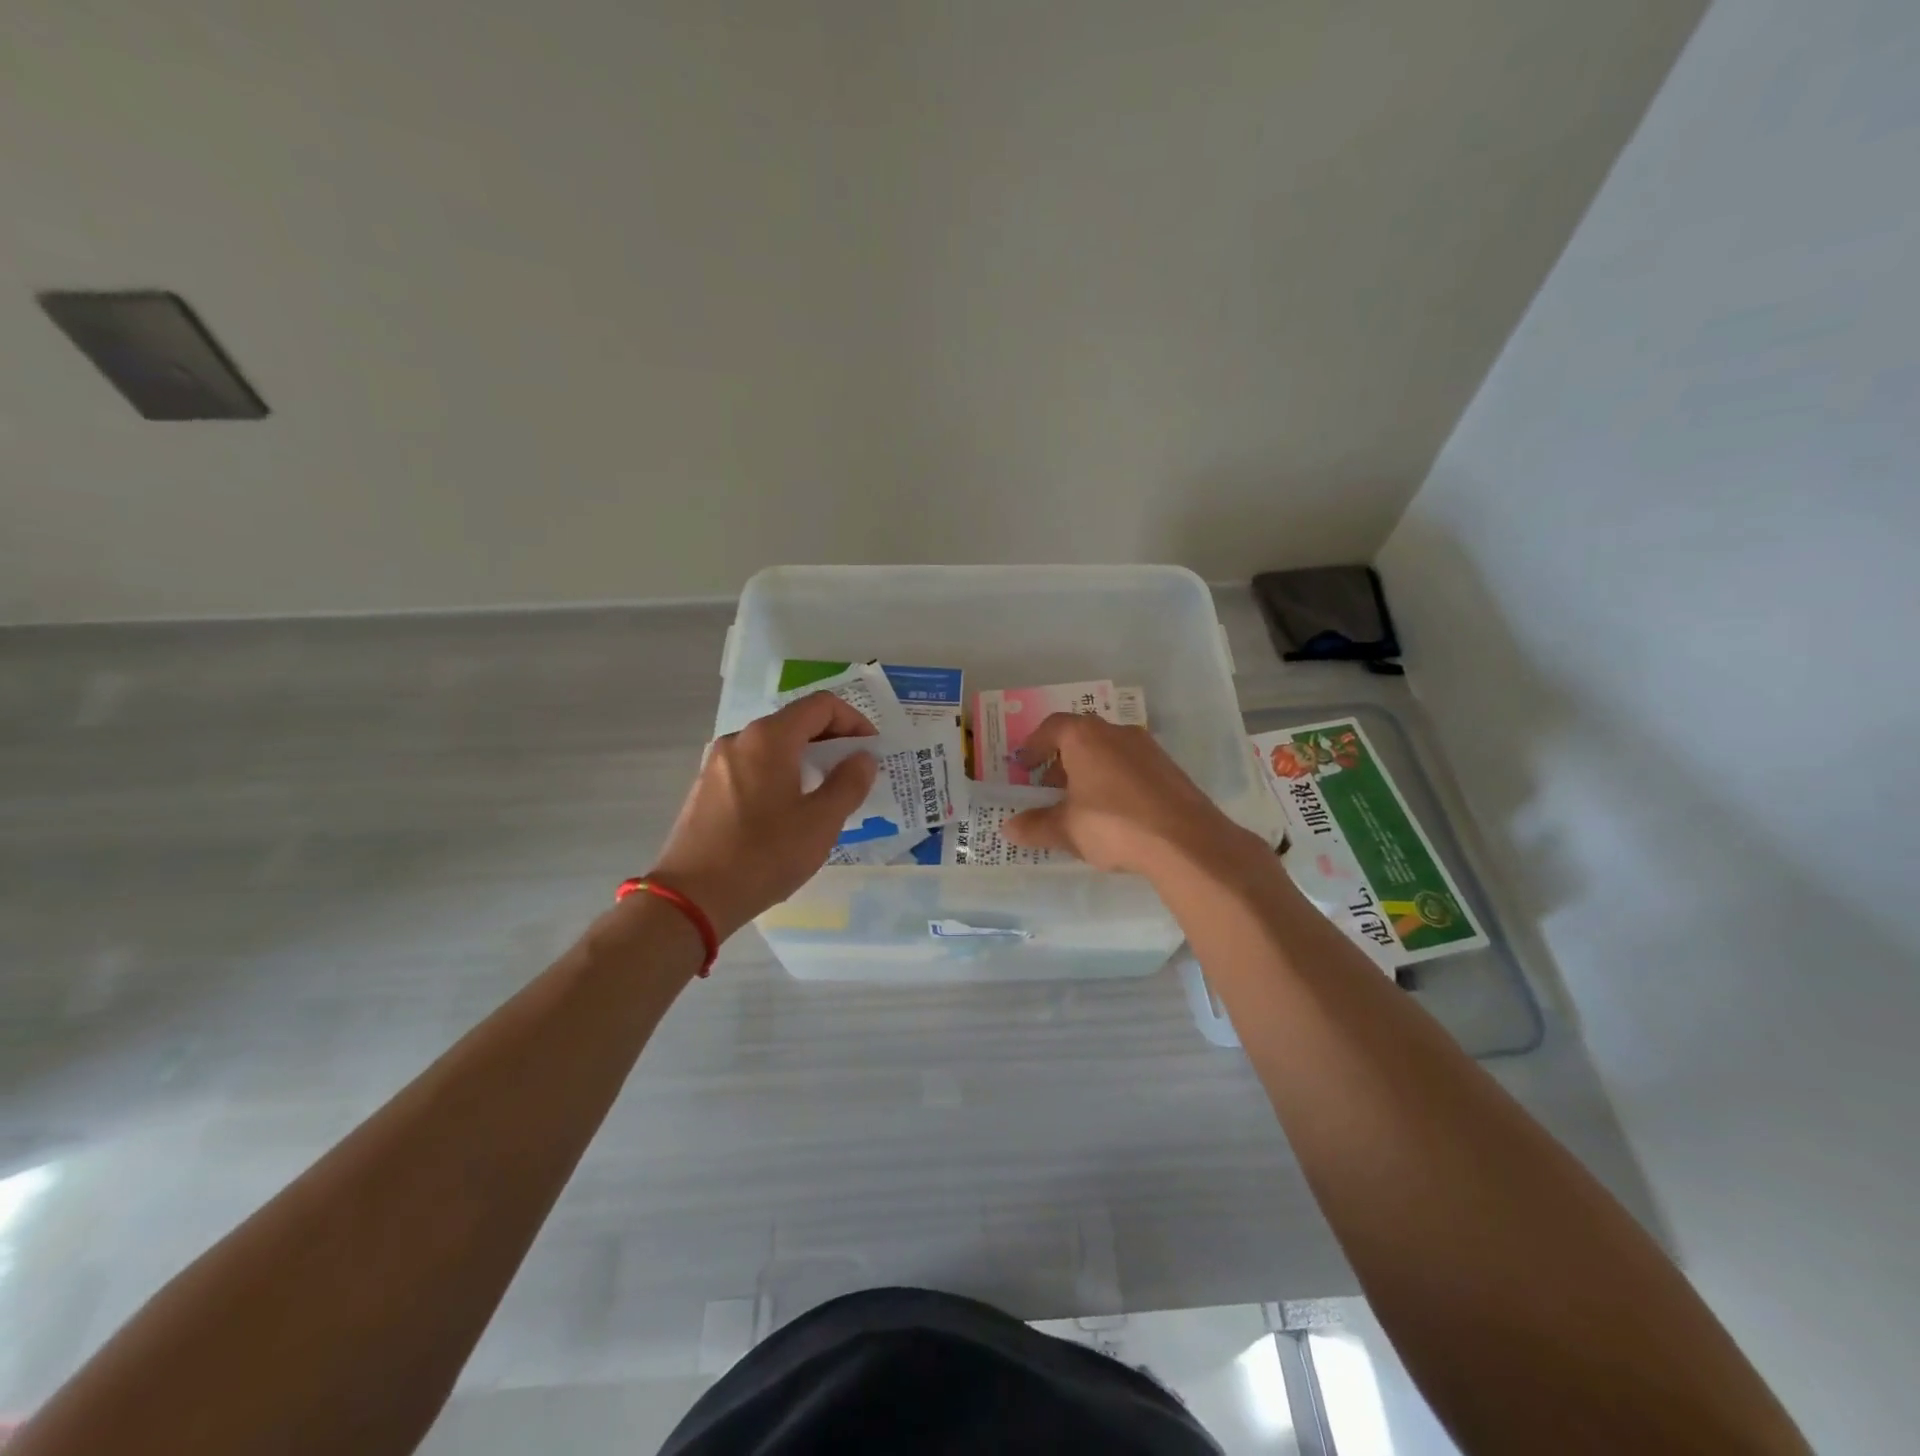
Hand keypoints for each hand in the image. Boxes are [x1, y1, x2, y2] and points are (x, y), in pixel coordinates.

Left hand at [648, 692, 878, 939]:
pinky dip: (779, 773)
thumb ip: (849, 783)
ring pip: (772, 745)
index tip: (871, 750)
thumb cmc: (764, 855)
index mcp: (770, 738)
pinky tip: (788, 809)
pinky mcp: (706, 788)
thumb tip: (863, 758)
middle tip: (854, 772)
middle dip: (831, 740)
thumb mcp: (821, 822)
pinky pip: (752, 766)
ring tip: (825, 792)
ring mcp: (717, 763)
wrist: (692, 897)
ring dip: (805, 758)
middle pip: (795, 721)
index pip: (821, 706)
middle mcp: (740, 739)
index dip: (854, 721)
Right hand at [1003, 712, 1268, 880]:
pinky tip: (1113, 813)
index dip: (1034, 746)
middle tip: (1049, 789)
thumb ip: (1035, 826)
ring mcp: (1148, 748)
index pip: (1052, 727)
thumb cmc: (1113, 825)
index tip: (1024, 766)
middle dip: (1061, 761)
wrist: (1185, 841)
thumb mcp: (1066, 830)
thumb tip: (1009, 828)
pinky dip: (1114, 782)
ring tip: (1080, 805)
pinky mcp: (1170, 769)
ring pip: (1108, 752)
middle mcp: (1116, 732)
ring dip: (1089, 772)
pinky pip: (1131, 768)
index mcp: (1085, 737)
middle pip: (1080, 737)